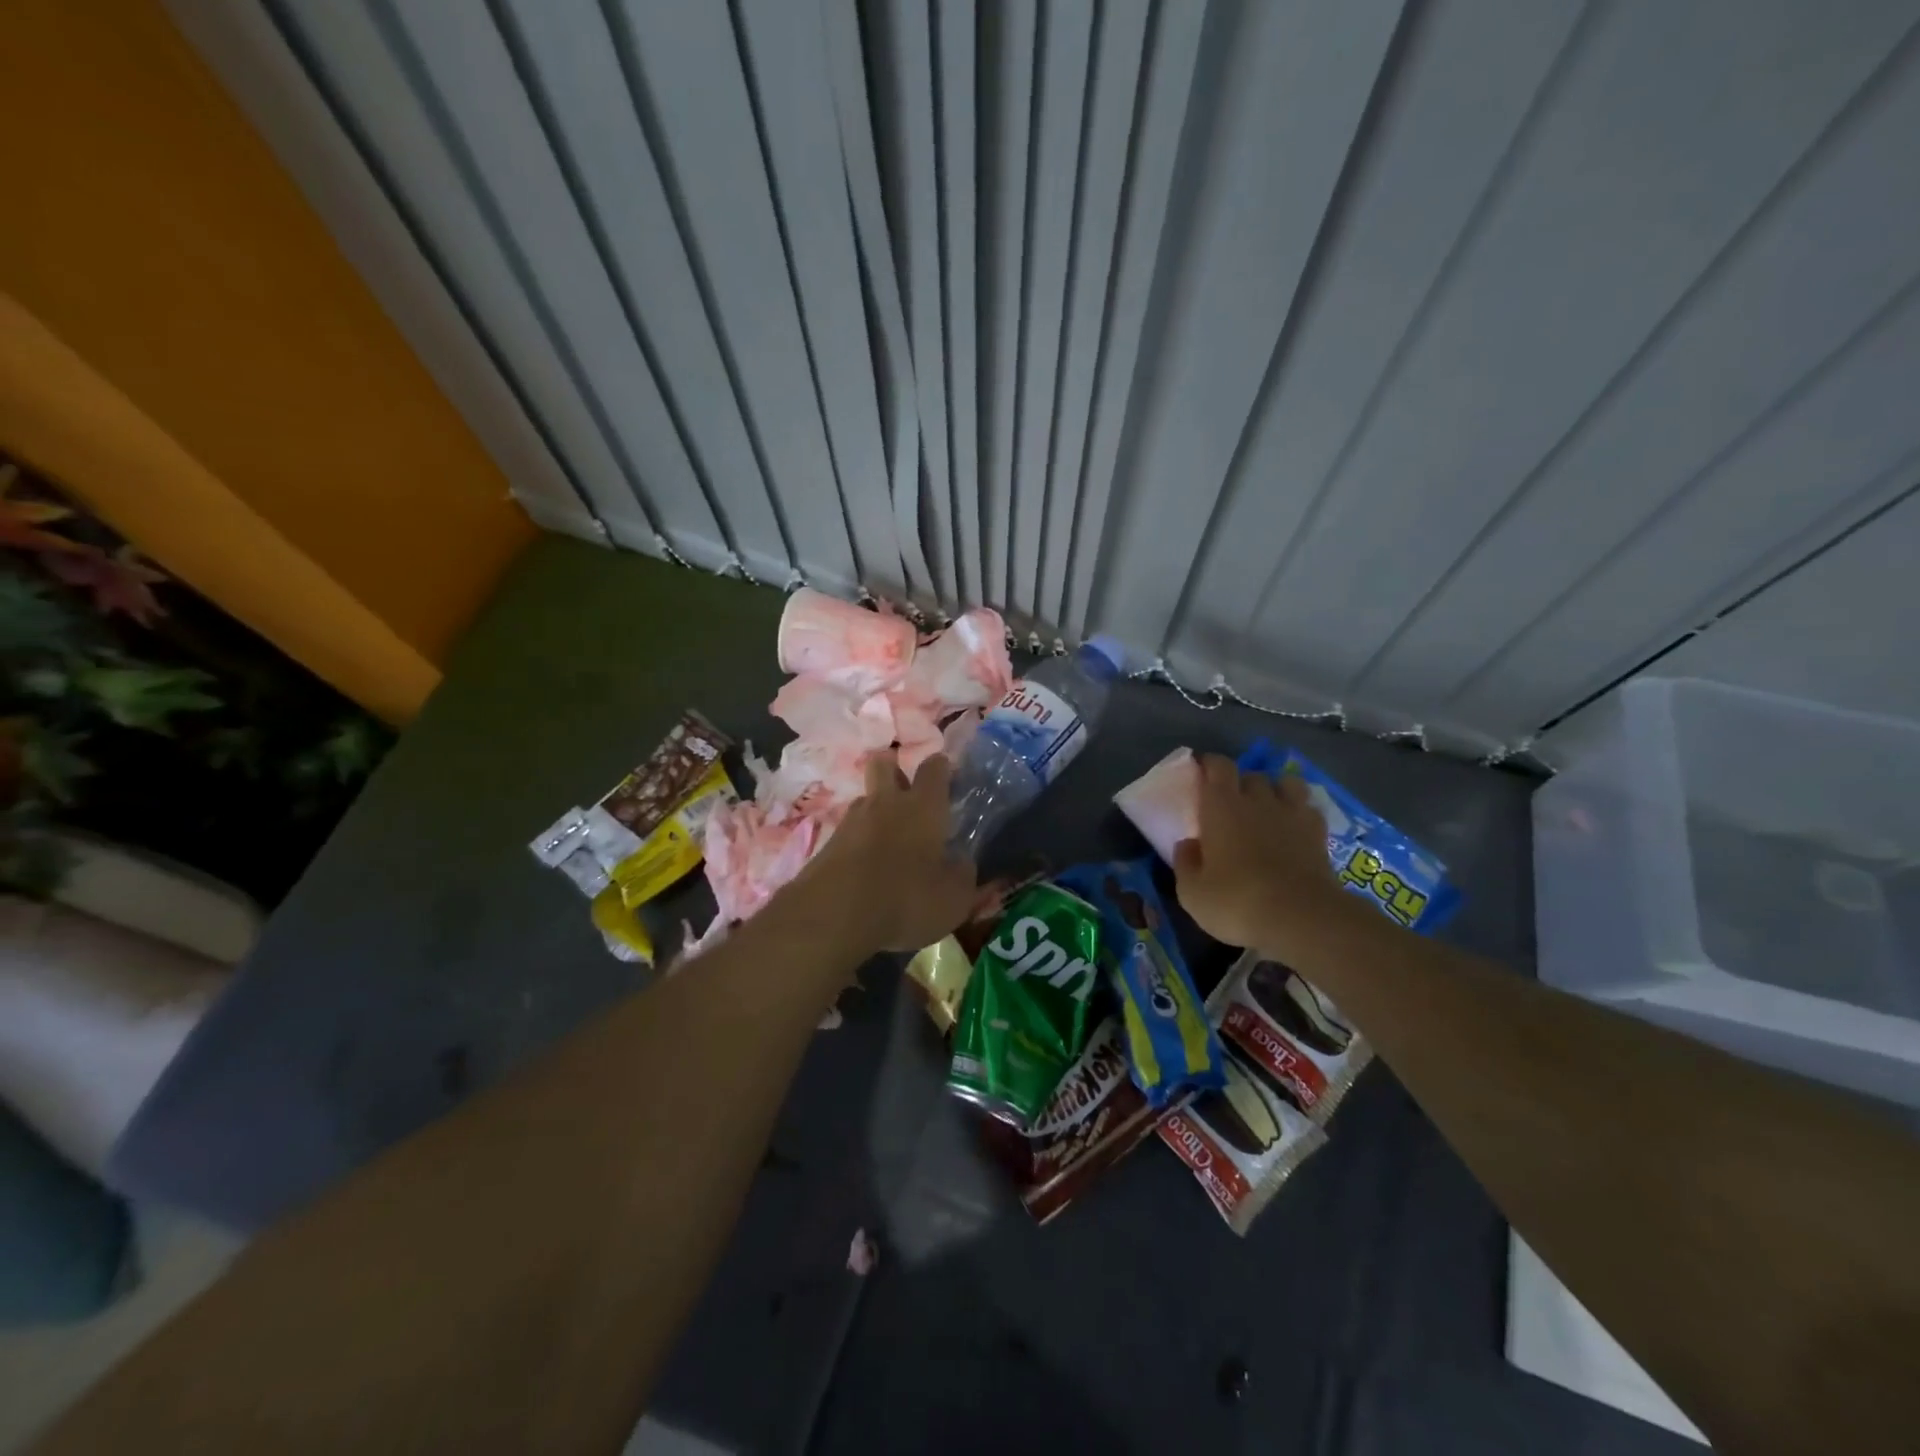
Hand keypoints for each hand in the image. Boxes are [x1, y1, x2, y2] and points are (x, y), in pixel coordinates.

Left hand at [793, 750, 975, 953]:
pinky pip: (848, 831)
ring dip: (876, 808)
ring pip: (865, 798)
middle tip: (907, 790)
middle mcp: (886, 804)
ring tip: (888, 836)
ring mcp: (851, 821)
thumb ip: (962, 874)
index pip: (934, 768)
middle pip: (884, 764)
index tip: (947, 775)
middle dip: (894, 768)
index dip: (941, 767)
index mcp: (923, 808)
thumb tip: (961, 861)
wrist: (833, 919)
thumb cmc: (906, 901)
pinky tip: (865, 865)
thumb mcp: (954, 899)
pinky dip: (859, 840)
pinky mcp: (827, 845)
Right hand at [1172, 754, 1355, 956]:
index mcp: (1221, 806)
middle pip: (1250, 774)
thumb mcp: (1192, 892)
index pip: (1217, 766)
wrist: (1302, 918)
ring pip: (1286, 783)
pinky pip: (1308, 807)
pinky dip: (1299, 811)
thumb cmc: (1237, 902)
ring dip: (1274, 789)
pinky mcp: (1319, 833)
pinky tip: (1293, 826)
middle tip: (1230, 803)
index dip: (1209, 764)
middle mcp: (1257, 800)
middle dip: (1239, 782)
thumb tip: (1187, 844)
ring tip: (1267, 806)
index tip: (1200, 772)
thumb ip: (1185, 863)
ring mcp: (1292, 814)